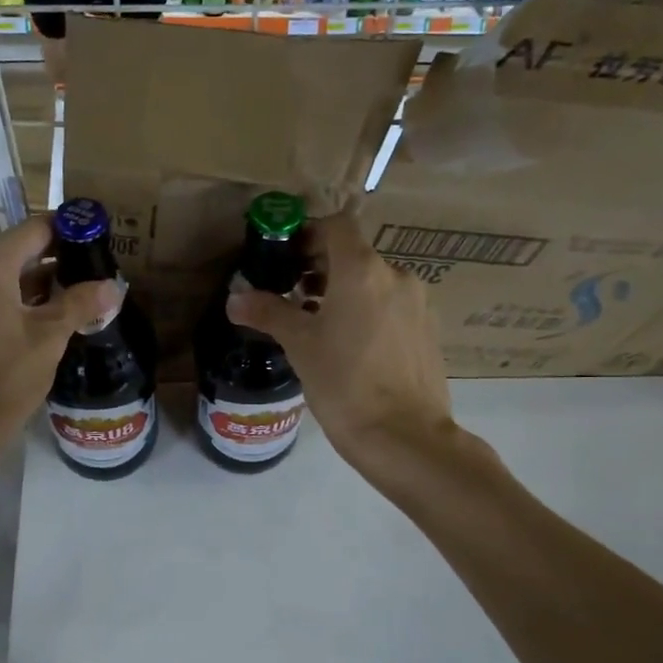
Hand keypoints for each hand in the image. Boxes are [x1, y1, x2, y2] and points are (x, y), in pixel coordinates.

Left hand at [0, 214, 121, 459]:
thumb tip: (113, 286)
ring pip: (8, 276)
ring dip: (43, 284)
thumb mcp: (49, 339)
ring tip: (82, 297)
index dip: (69, 230)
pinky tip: (51, 320)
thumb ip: (80, 305)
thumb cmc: (3, 378)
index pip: (35, 229)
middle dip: (60, 259)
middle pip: (20, 251)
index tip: (100, 240)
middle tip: (96, 273)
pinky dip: (23, 301)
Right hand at [227, 211, 468, 479]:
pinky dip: (367, 311)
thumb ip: (268, 313)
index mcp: (363, 270)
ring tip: (317, 323)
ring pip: (374, 282)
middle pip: (355, 254)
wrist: (403, 436)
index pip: (337, 226)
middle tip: (292, 293)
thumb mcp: (299, 345)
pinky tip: (349, 345)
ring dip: (344, 291)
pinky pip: (391, 306)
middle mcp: (396, 276)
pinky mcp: (428, 330)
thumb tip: (235, 298)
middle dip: (321, 267)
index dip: (308, 233)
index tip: (285, 257)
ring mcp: (418, 303)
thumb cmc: (344, 383)